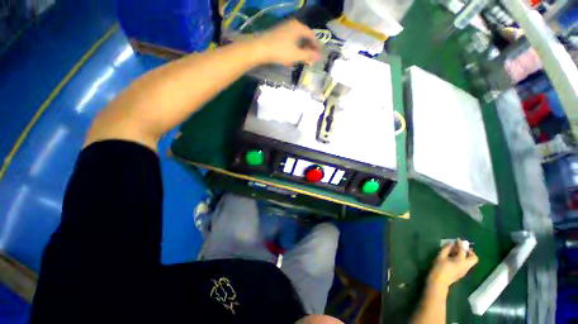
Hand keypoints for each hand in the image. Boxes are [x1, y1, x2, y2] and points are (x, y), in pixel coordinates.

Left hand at [250, 20, 320, 65]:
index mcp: (299, 27)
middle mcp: (293, 24)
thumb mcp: (296, 55)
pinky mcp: (278, 33)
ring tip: (304, 57)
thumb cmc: (280, 51)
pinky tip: (294, 54)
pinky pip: (291, 39)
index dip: (316, 46)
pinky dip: (295, 46)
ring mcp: (285, 28)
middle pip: (305, 36)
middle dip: (309, 47)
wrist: (260, 48)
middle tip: (312, 57)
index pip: (312, 35)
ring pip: (298, 38)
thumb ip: (309, 55)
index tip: (319, 54)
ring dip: (302, 47)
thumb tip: (320, 57)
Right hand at [427, 239, 478, 291]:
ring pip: (471, 261)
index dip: (460, 244)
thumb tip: (451, 243)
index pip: (463, 250)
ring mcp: (465, 270)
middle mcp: (466, 265)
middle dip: (470, 252)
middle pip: (474, 258)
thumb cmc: (439, 267)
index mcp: (461, 261)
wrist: (439, 281)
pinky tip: (456, 258)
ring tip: (458, 252)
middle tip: (462, 248)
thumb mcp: (440, 256)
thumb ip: (446, 249)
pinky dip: (464, 259)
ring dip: (467, 255)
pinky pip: (467, 264)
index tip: (458, 239)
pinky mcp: (463, 273)